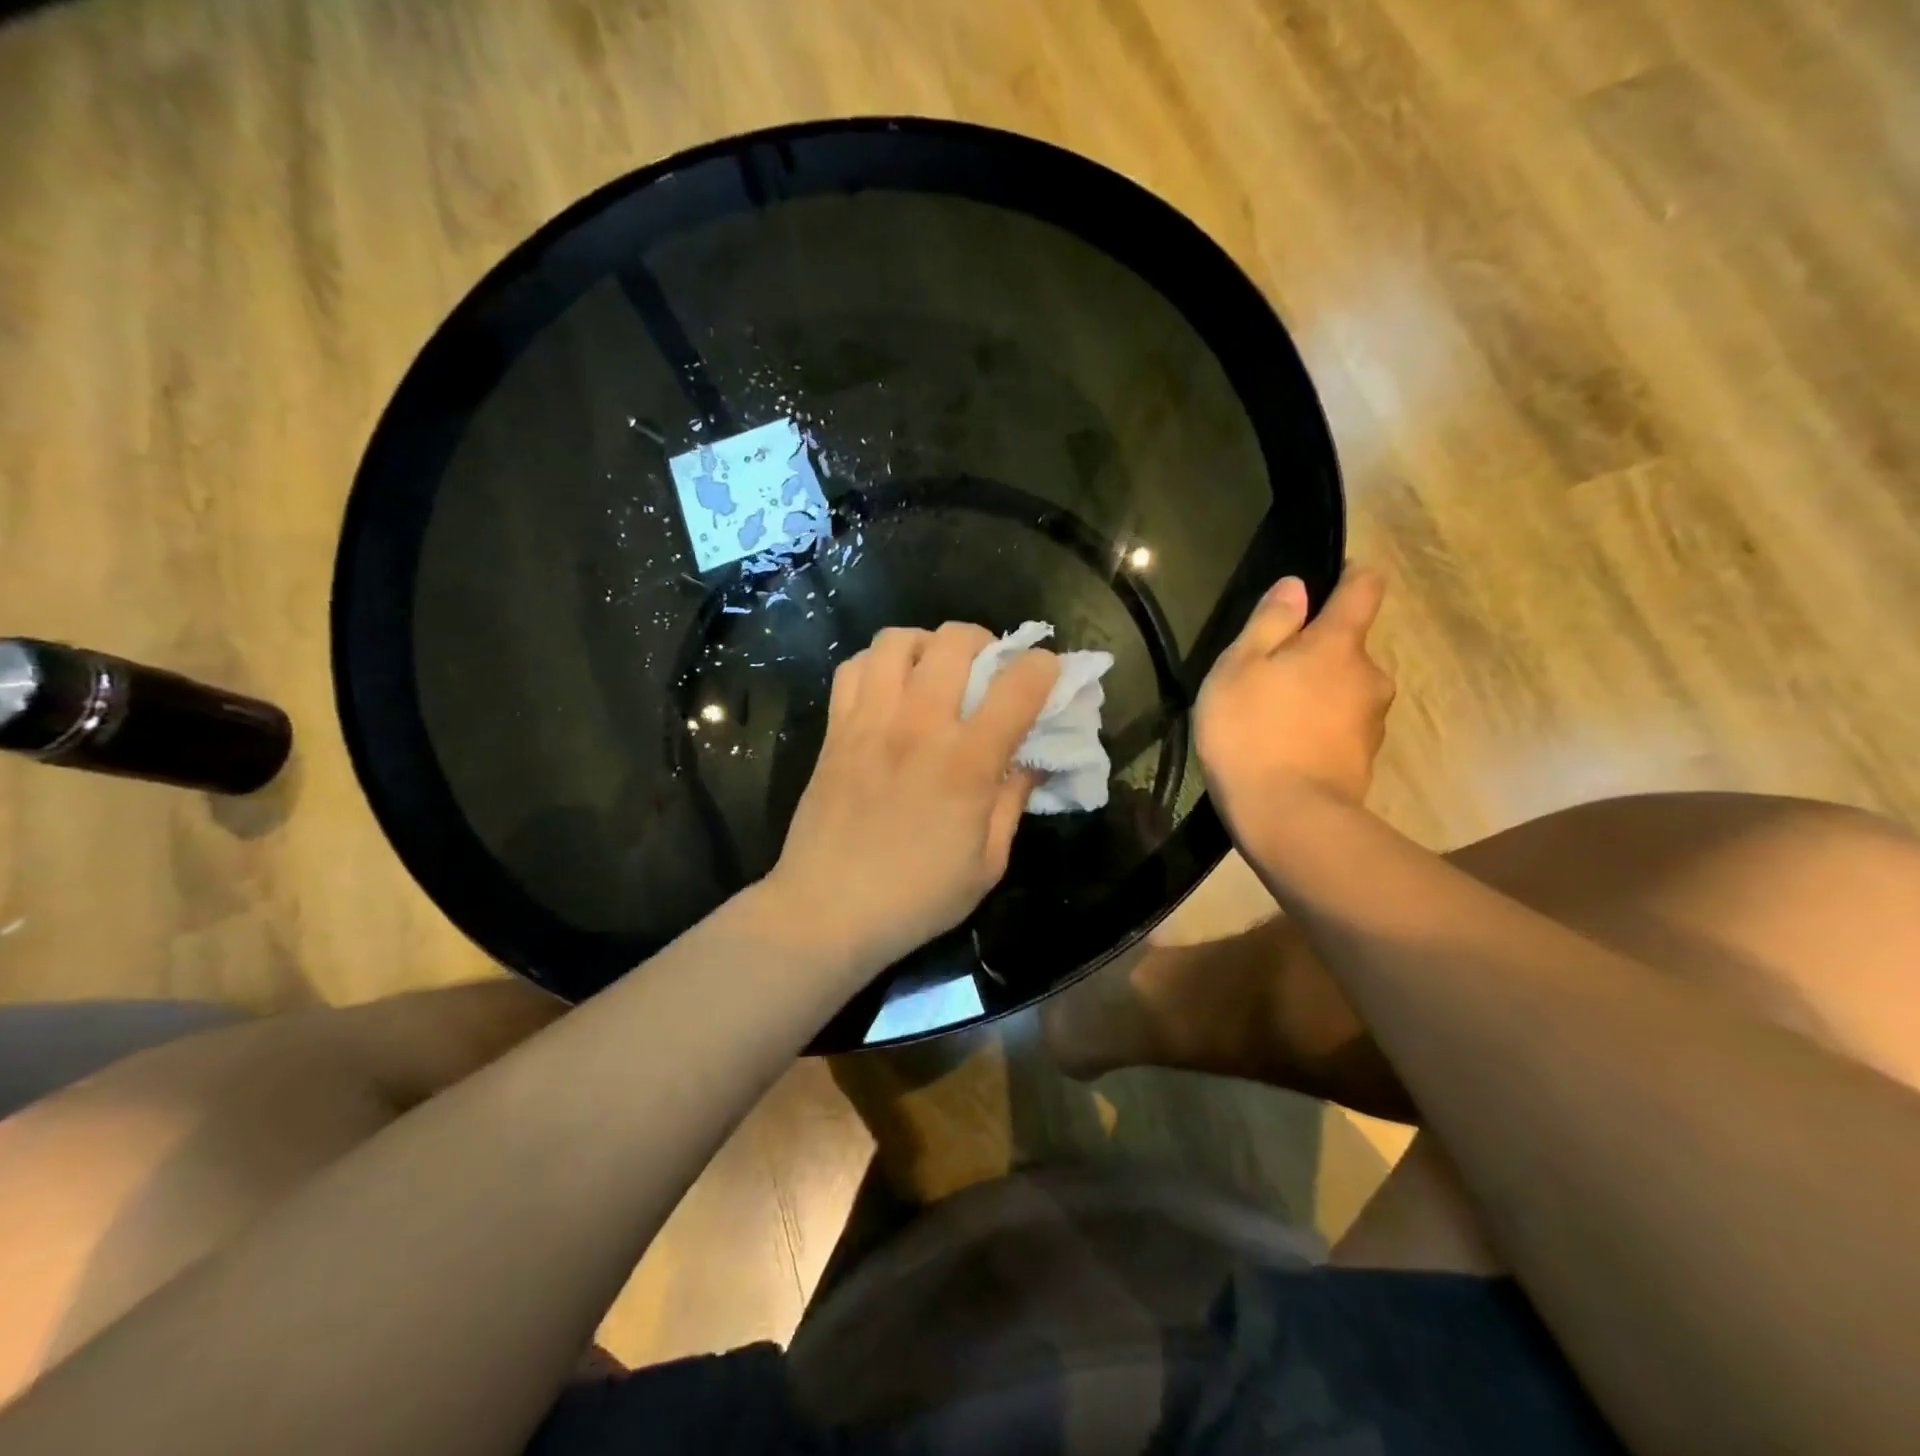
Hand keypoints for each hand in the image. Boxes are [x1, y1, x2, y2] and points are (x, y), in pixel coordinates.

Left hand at [764, 624, 1060, 970]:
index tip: (1048, 670)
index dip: (1043, 667)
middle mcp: (919, 726)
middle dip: (983, 641)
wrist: (827, 910)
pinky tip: (888, 687)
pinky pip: (852, 667)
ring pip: (896, 640)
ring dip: (926, 643)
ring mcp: (870, 721)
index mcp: (966, 762)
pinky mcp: (835, 730)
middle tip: (987, 666)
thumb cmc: (916, 897)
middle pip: (954, 642)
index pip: (1017, 687)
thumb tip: (1034, 762)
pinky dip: (876, 663)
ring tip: (934, 668)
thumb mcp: (988, 863)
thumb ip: (1012, 802)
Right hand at [1196, 566, 1393, 832]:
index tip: (1330, 579)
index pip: (1363, 589)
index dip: (1350, 577)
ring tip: (1274, 717)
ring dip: (1318, 693)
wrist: (1288, 818)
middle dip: (1317, 652)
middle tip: (1270, 674)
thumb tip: (1297, 585)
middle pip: (1348, 647)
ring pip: (1345, 689)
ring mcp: (1372, 720)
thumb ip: (1269, 623)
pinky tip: (1287, 748)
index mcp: (1338, 644)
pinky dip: (1319, 728)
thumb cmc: (1251, 734)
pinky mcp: (1364, 758)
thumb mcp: (1239, 669)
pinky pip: (1341, 726)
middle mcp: (1369, 675)